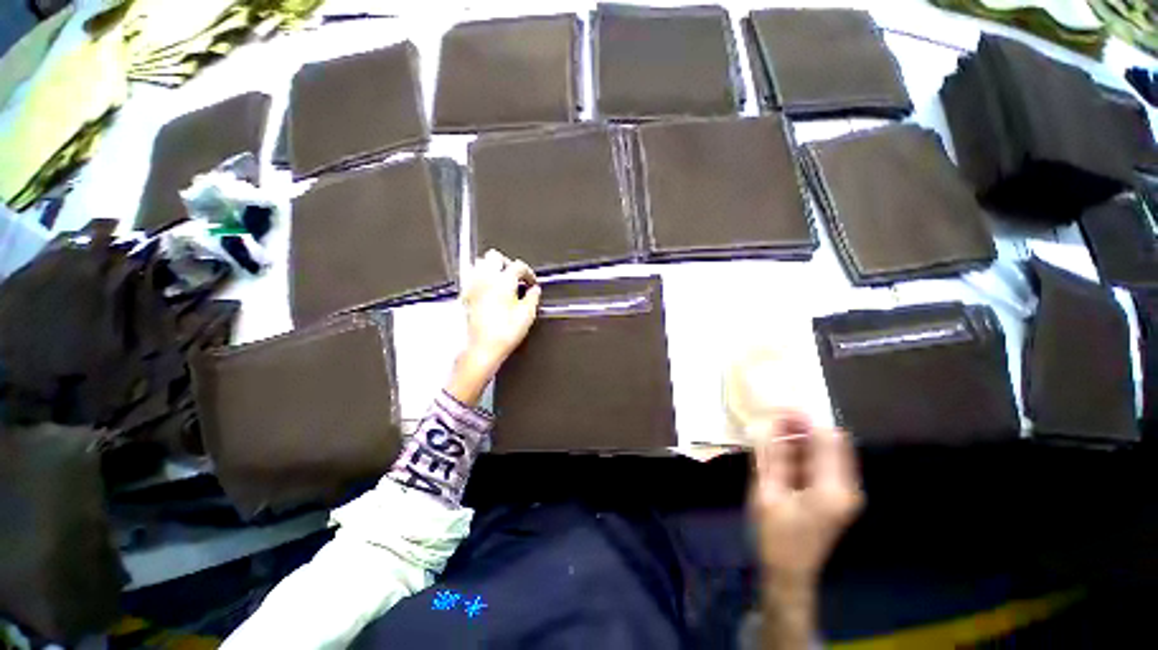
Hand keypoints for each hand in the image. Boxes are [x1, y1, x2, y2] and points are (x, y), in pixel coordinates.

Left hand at [447, 250, 540, 404]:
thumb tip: (535, 290)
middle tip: (516, 276)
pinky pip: (470, 277)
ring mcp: (473, 286)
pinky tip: (487, 288)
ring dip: (491, 267)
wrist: (483, 348)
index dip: (528, 272)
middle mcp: (486, 279)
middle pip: (494, 257)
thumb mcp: (527, 314)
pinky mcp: (465, 296)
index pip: (518, 265)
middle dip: (507, 263)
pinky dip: (479, 277)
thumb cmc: (503, 333)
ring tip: (502, 280)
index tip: (531, 281)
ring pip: (479, 263)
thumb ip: (533, 297)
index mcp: (503, 281)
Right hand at [750, 412, 862, 584]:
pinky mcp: (834, 495)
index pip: (829, 438)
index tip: (778, 409)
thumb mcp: (767, 492)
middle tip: (770, 423)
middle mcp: (846, 486)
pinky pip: (820, 463)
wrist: (789, 572)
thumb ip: (772, 455)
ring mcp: (842, 491)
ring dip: (799, 440)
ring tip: (770, 438)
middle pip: (830, 442)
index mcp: (833, 488)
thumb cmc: (776, 535)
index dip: (805, 419)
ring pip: (824, 451)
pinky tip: (779, 456)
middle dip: (800, 428)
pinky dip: (800, 454)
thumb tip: (772, 422)